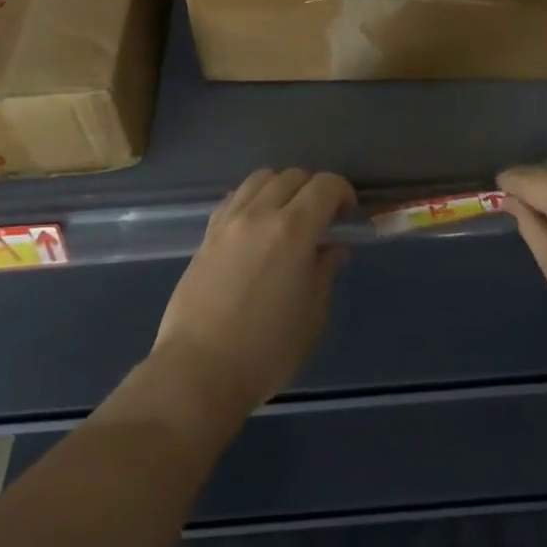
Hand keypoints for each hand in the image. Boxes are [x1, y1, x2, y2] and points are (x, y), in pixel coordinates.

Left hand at [153, 168, 356, 418]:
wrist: (198, 371)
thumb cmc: (266, 351)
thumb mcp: (312, 314)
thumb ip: (325, 270)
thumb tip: (333, 245)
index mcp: (293, 230)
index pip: (326, 185)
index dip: (343, 193)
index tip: (348, 216)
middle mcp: (260, 213)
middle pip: (294, 175)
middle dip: (315, 190)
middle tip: (322, 220)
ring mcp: (229, 220)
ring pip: (262, 178)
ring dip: (282, 188)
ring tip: (287, 218)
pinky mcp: (207, 233)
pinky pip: (236, 197)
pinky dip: (254, 199)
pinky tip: (256, 226)